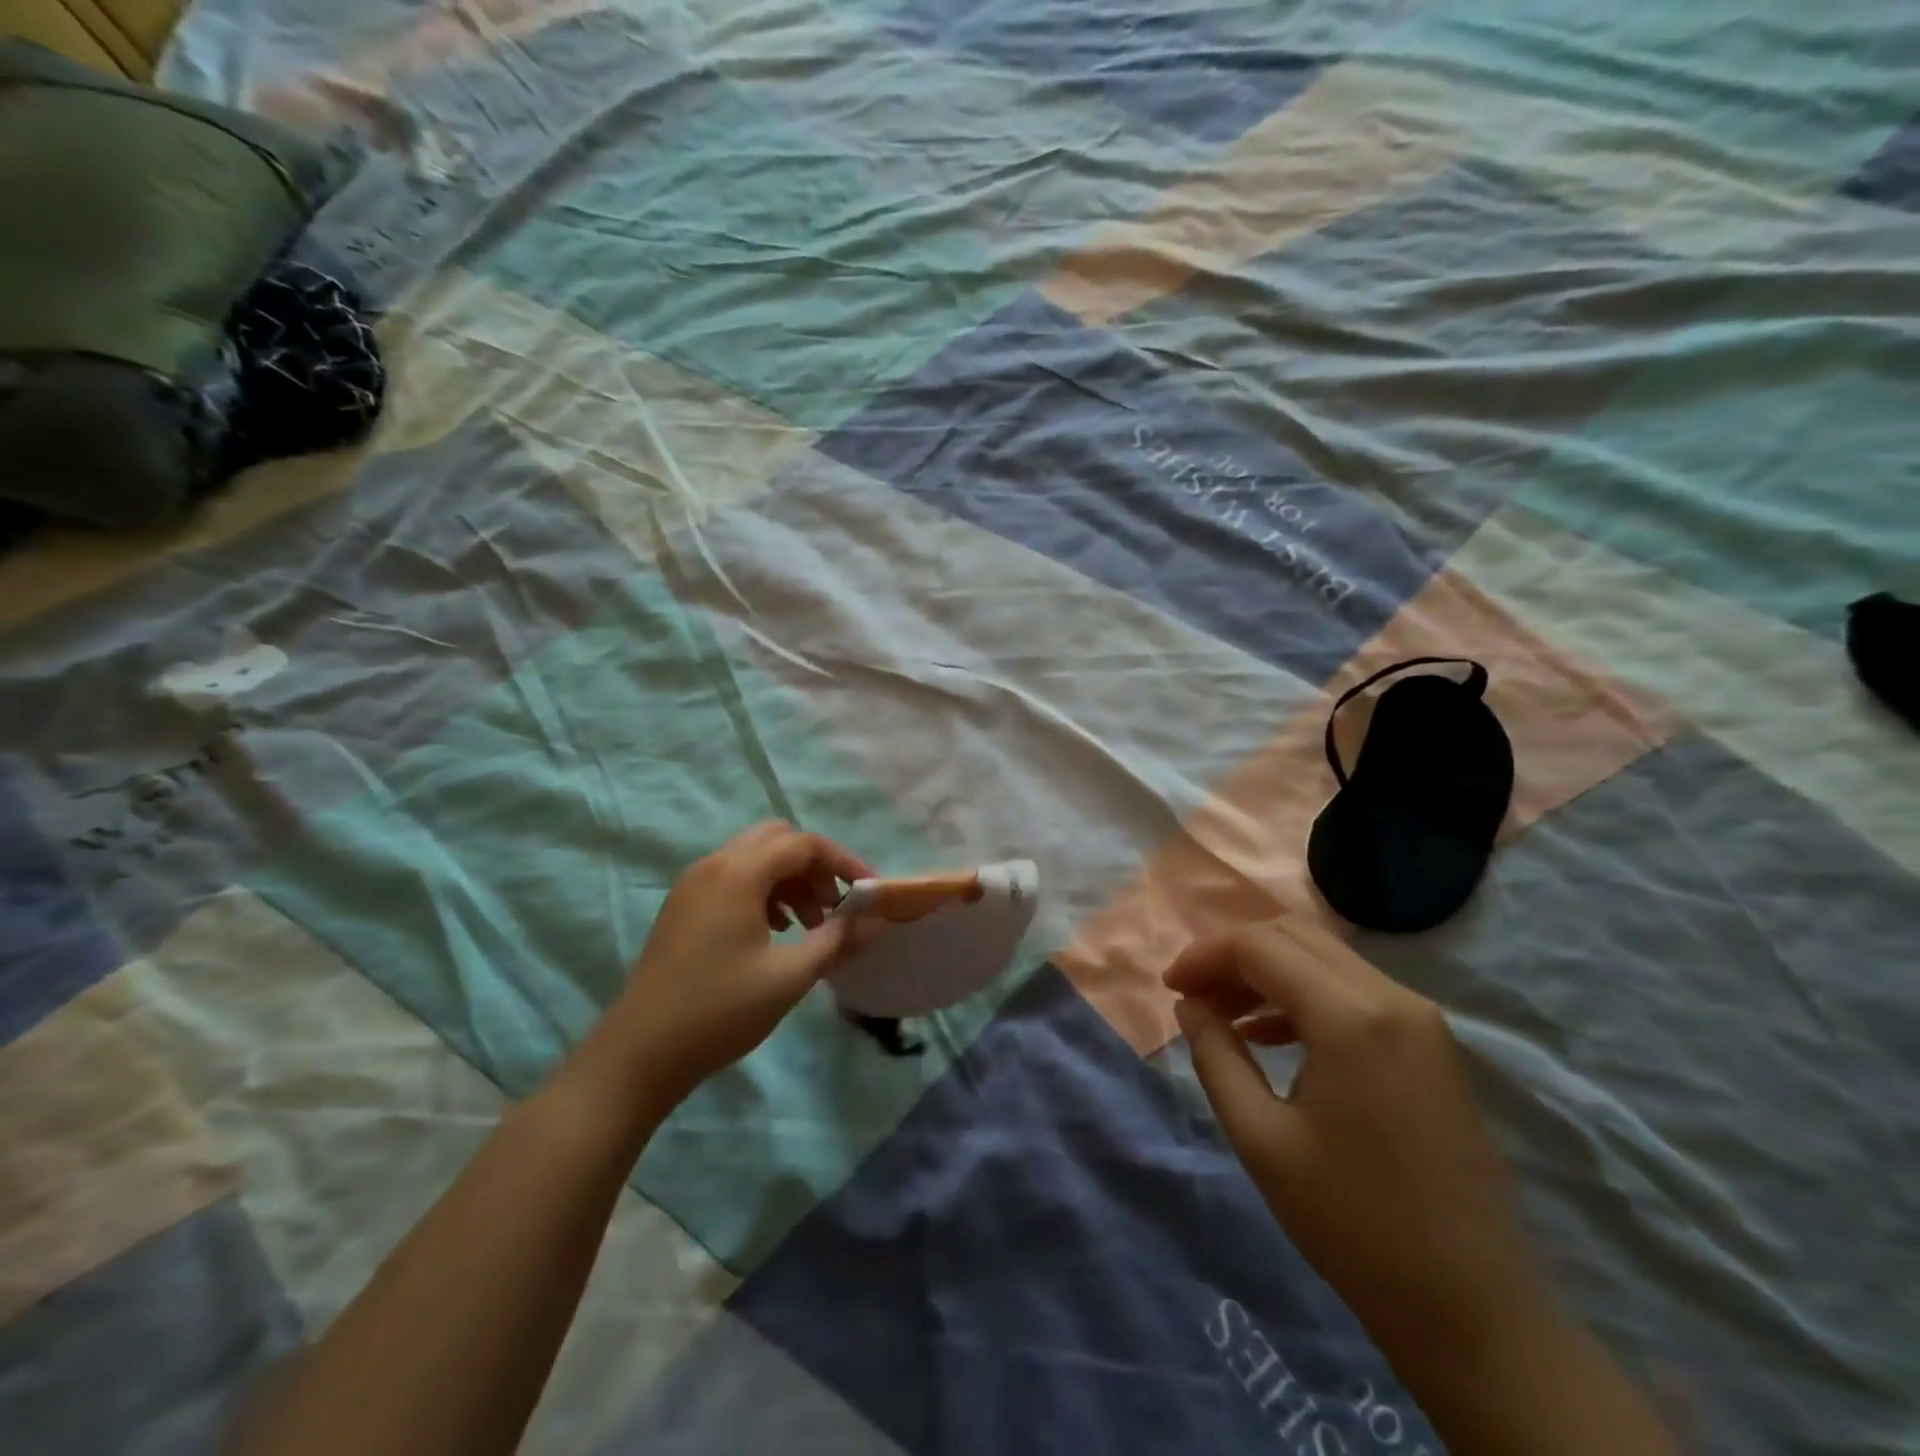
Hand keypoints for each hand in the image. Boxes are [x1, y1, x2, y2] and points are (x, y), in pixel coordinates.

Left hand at [603, 822, 870, 1107]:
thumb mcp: (789, 977)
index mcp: (738, 873)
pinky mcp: (684, 906)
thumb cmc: (720, 1010)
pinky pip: (734, 877)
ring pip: (755, 858)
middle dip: (814, 866)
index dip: (843, 861)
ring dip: (790, 879)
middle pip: (777, 839)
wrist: (639, 1053)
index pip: (804, 844)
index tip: (869, 891)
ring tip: (810, 924)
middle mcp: (713, 865)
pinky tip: (775, 932)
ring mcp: (693, 884)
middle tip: (834, 905)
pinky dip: (764, 891)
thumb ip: (838, 940)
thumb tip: (879, 919)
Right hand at [1164, 918, 1546, 1370]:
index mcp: (1351, 1018)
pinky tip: (1272, 1036)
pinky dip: (1303, 994)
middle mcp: (1392, 998)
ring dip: (1267, 972)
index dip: (1205, 956)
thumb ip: (1215, 1056)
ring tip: (1225, 1017)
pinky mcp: (1430, 1042)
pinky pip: (1352, 988)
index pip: (1259, 946)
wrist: (1472, 1309)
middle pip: (1293, 936)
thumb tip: (1190, 1005)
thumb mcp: (1260, 1139)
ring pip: (1323, 957)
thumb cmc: (1353, 1224)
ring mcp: (1420, 1018)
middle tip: (1196, 997)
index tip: (1170, 989)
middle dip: (1233, 956)